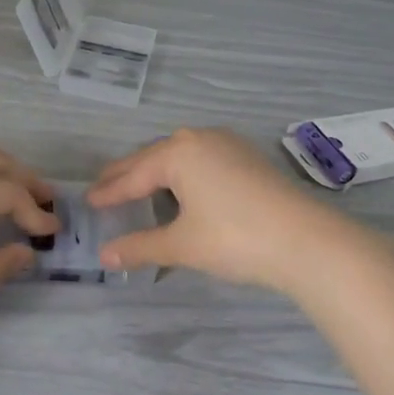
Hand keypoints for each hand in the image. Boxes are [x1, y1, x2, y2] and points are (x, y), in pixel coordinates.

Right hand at [87, 128, 379, 295]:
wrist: (305, 239)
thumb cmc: (234, 238)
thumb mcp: (182, 244)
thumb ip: (141, 246)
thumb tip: (104, 255)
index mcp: (178, 153)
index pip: (134, 174)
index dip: (110, 191)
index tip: (89, 200)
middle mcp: (200, 139)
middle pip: (154, 157)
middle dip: (129, 175)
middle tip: (105, 188)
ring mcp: (228, 145)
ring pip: (180, 155)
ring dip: (157, 171)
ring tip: (139, 187)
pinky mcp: (248, 157)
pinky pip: (203, 159)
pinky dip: (184, 173)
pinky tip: (184, 188)